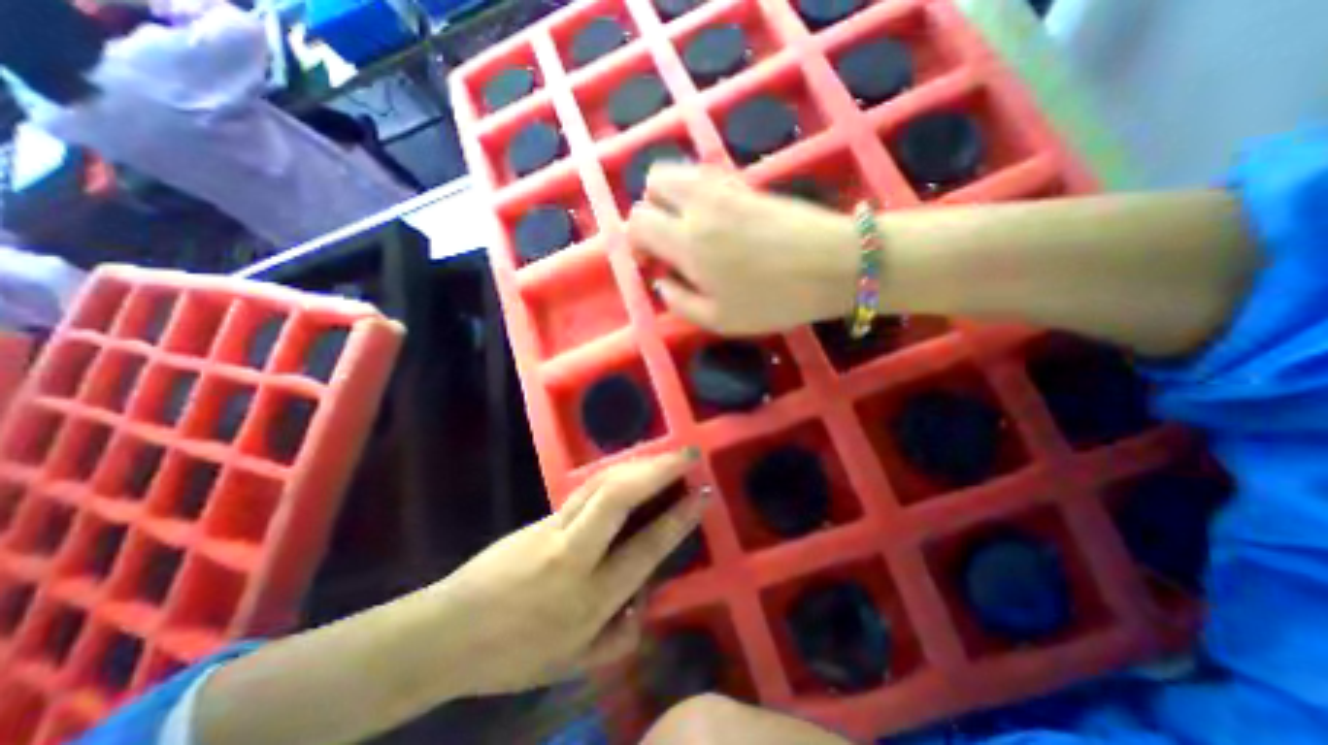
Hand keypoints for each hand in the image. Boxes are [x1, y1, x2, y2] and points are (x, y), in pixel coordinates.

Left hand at [430, 448, 709, 696]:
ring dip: (638, 464)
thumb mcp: (571, 666)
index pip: (645, 549)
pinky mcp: (543, 516)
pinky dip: (617, 472)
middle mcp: (575, 555)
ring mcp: (554, 529)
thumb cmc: (511, 655)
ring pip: (601, 485)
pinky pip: (587, 487)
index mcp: (589, 599)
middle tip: (687, 455)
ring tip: (666, 455)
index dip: (677, 518)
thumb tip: (647, 601)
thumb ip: (618, 639)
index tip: (700, 493)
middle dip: (657, 471)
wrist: (447, 632)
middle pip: (618, 498)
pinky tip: (631, 467)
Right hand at [628, 165, 866, 337]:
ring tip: (691, 230)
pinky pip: (708, 176)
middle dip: (651, 209)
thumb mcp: (720, 319)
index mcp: (688, 242)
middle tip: (669, 240)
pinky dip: (698, 193)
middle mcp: (700, 205)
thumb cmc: (775, 300)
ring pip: (680, 171)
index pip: (639, 220)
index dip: (637, 241)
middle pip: (654, 181)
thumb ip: (679, 302)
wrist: (835, 263)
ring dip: (673, 197)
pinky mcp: (748, 183)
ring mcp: (726, 187)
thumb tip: (661, 283)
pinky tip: (717, 221)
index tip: (652, 261)